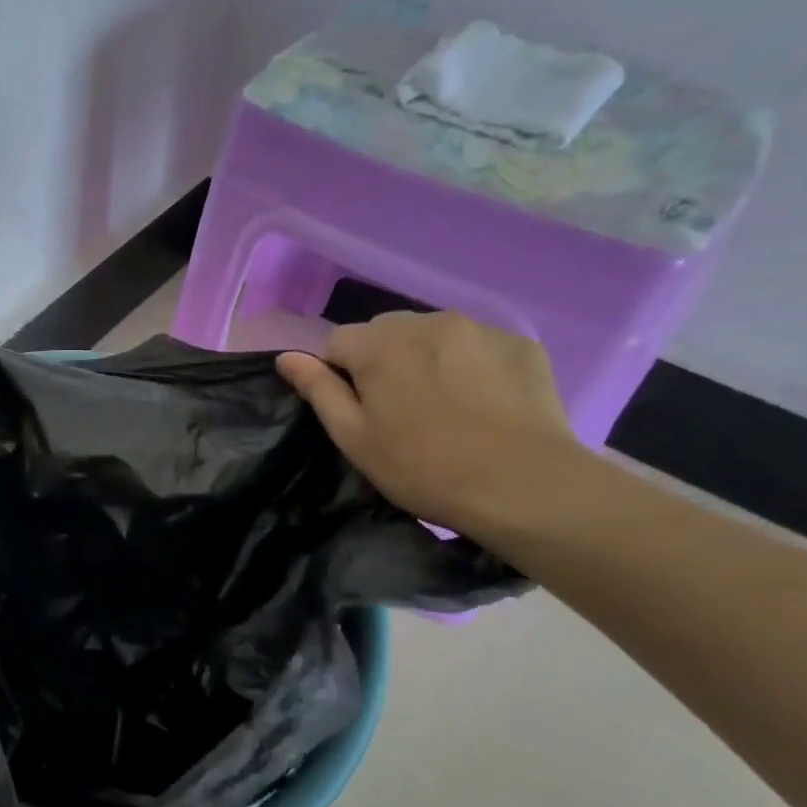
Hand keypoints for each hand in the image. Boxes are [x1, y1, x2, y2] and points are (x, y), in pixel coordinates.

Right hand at [277, 312, 578, 534]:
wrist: (522, 484)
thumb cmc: (422, 468)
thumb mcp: (354, 438)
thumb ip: (319, 390)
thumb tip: (285, 357)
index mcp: (378, 345)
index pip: (337, 341)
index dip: (339, 374)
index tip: (359, 411)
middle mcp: (426, 322)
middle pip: (386, 331)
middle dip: (383, 359)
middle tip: (399, 409)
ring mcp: (479, 328)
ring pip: (433, 333)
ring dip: (426, 358)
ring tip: (444, 405)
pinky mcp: (520, 344)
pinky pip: (478, 345)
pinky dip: (470, 364)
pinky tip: (482, 403)